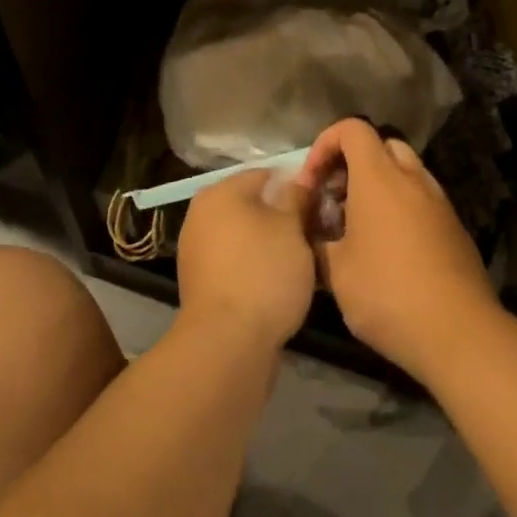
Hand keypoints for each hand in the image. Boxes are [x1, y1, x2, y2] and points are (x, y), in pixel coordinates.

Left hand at [175, 168, 316, 354]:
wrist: (227, 342)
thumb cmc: (263, 273)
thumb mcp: (292, 228)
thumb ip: (296, 198)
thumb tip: (298, 180)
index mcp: (220, 192)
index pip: (265, 174)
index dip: (295, 185)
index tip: (319, 204)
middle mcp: (201, 214)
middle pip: (251, 205)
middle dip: (281, 216)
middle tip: (313, 232)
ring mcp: (197, 250)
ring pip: (244, 235)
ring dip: (269, 243)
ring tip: (301, 261)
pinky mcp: (201, 282)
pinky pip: (236, 262)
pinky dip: (255, 266)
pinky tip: (278, 283)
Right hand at [299, 119, 500, 381]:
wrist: (458, 332)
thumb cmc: (387, 294)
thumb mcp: (335, 272)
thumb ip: (318, 240)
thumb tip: (314, 230)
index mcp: (379, 178)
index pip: (352, 129)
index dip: (325, 144)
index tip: (312, 182)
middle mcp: (412, 179)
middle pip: (381, 146)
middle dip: (352, 164)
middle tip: (335, 201)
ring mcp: (439, 202)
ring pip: (405, 173)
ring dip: (378, 187)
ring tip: (359, 227)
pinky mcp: (455, 228)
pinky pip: (422, 200)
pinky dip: (401, 208)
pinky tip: (389, 249)